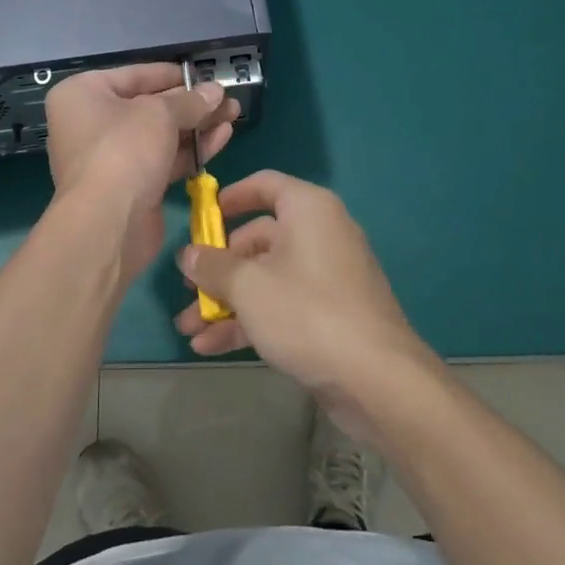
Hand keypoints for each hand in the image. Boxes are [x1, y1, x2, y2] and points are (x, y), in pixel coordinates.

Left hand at [45, 64, 238, 278]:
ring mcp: (111, 157)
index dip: (173, 75)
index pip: (135, 75)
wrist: (108, 224)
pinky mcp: (131, 185)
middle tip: (228, 99)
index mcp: (83, 94)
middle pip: (150, 106)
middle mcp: (91, 122)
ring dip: (197, 125)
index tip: (204, 76)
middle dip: (191, 104)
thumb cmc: (124, 150)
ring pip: (161, 134)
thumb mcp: (160, 113)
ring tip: (234, 114)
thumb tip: (215, 91)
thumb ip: (190, 101)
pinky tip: (222, 137)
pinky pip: (164, 159)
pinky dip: (191, 149)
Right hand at [174, 170, 434, 436]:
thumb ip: (212, 266)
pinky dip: (249, 321)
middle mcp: (320, 234)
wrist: (377, 379)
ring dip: (226, 302)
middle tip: (187, 288)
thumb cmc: (307, 311)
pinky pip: (282, 306)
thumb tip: (187, 254)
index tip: (202, 216)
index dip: (231, 197)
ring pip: (266, 278)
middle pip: (259, 239)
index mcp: (308, 209)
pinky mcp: (330, 315)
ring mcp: (327, 277)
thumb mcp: (248, 286)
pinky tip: (210, 347)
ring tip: (188, 328)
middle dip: (218, 268)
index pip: (265, 185)